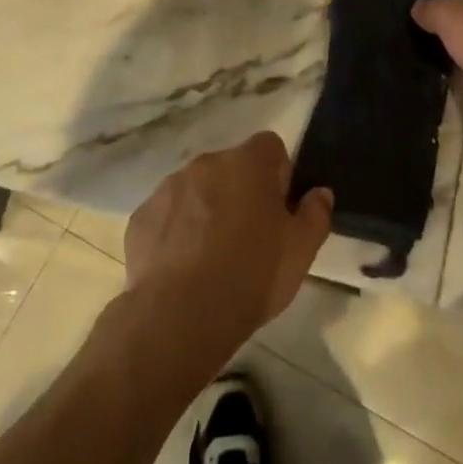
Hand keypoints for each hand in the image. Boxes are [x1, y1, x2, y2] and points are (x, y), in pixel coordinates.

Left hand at [123, 133, 332, 380]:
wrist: (179, 316)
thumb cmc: (251, 276)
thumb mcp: (300, 251)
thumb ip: (316, 214)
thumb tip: (320, 193)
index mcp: (248, 163)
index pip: (270, 147)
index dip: (278, 175)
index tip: (278, 210)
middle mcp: (206, 163)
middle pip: (231, 168)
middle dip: (240, 193)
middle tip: (248, 238)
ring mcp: (169, 187)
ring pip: (196, 190)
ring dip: (206, 210)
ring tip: (211, 258)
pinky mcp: (141, 217)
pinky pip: (167, 215)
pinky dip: (175, 232)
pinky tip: (181, 268)